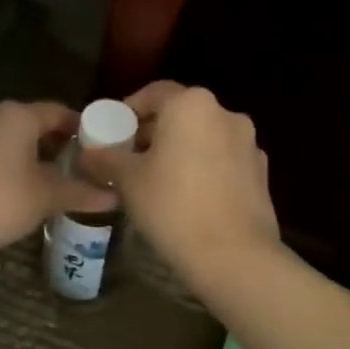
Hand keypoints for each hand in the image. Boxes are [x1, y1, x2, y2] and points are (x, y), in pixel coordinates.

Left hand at [0, 100, 115, 262]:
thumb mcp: (46, 196)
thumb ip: (81, 192)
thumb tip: (114, 197)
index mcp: (17, 115)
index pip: (59, 112)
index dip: (82, 128)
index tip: (100, 148)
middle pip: (33, 124)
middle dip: (57, 144)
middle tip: (80, 167)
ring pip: (9, 140)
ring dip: (31, 157)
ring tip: (53, 182)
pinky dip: (8, 167)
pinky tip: (18, 191)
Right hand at [109, 82, 279, 286]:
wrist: (234, 255)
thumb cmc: (173, 206)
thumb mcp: (128, 181)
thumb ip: (106, 158)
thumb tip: (88, 152)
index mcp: (191, 105)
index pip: (154, 93)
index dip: (129, 110)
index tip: (114, 133)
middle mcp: (225, 113)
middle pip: (181, 114)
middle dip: (155, 132)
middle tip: (131, 159)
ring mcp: (248, 143)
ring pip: (204, 137)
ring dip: (182, 150)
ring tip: (160, 181)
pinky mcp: (261, 173)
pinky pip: (224, 160)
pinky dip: (205, 169)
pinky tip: (190, 198)